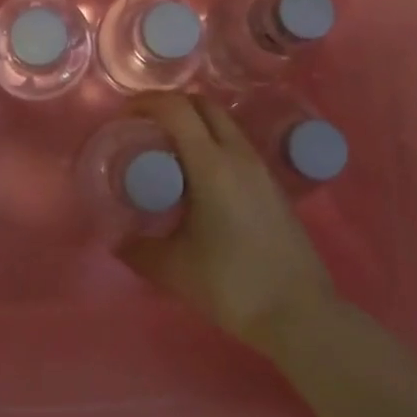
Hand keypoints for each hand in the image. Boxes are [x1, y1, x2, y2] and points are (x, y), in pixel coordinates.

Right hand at [118, 94, 337, 353]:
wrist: (300, 313)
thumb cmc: (233, 285)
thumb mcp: (174, 269)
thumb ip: (138, 250)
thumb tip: (116, 240)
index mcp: (212, 164)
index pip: (176, 109)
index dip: (146, 102)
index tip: (124, 118)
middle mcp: (238, 154)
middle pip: (202, 104)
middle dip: (170, 105)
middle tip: (145, 128)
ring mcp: (260, 167)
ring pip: (223, 122)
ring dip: (193, 123)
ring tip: (168, 151)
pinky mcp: (272, 183)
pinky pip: (236, 143)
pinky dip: (212, 141)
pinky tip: (199, 177)